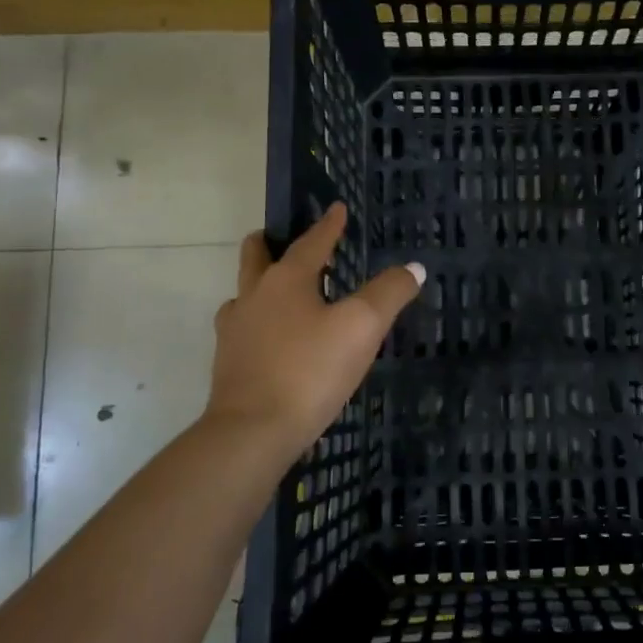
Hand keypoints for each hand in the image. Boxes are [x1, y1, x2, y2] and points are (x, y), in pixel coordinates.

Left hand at [204, 203, 423, 463]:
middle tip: (283, 240)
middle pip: (256, 257)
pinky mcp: (229, 364)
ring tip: (284, 294)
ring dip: (262, 285)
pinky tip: (275, 340)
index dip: (328, 225)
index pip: (310, 242)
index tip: (337, 209)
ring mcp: (235, 331)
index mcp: (285, 280)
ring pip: (246, 294)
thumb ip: (388, 293)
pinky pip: (244, 329)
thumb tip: (413, 267)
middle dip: (270, 243)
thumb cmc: (310, 370)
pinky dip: (259, 322)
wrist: (253, 433)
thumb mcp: (361, 328)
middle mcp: (254, 297)